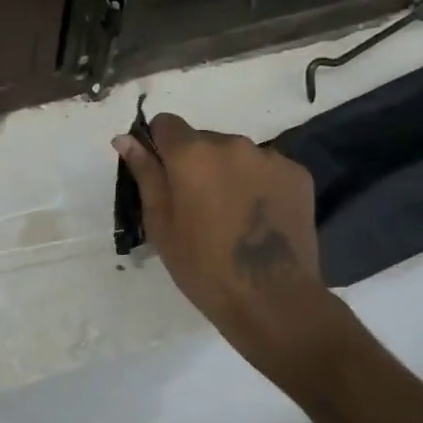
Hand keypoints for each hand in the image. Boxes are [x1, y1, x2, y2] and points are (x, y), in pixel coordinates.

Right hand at [115, 114, 345, 382]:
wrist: (272, 298)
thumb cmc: (202, 265)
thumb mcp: (160, 222)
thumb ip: (145, 173)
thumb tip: (124, 138)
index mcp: (191, 154)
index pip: (166, 123)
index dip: (159, 146)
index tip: (162, 177)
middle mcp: (232, 144)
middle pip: (202, 139)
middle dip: (194, 163)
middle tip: (196, 206)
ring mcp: (269, 157)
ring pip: (235, 155)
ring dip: (227, 173)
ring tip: (230, 216)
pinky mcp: (297, 174)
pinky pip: (265, 168)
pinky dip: (256, 184)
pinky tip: (257, 219)